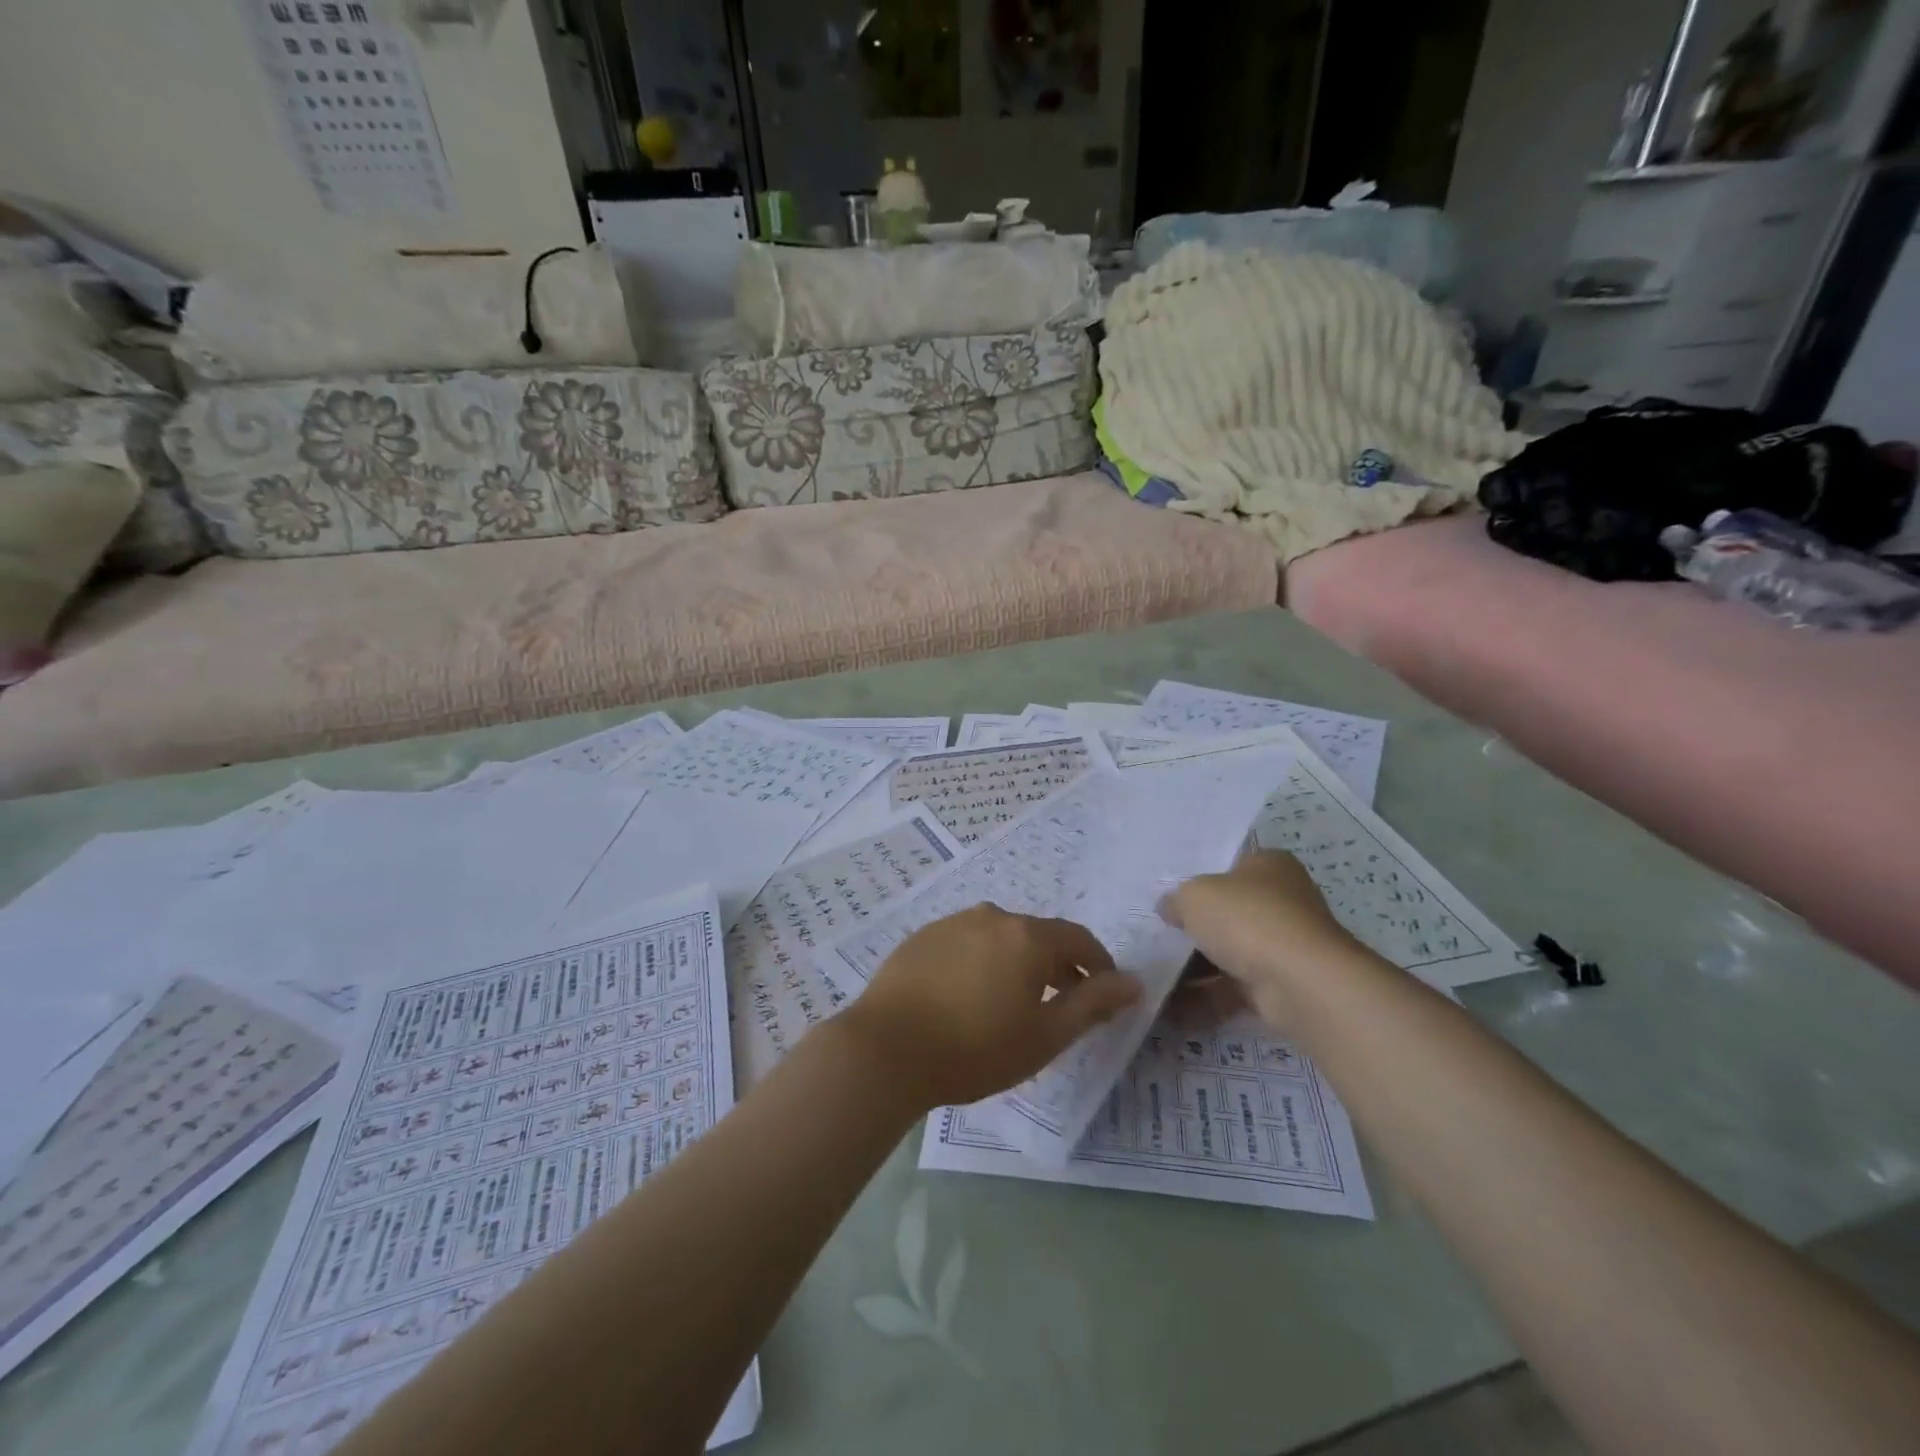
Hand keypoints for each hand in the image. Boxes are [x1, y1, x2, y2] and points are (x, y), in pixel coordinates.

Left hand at [838, 905, 1140, 1110]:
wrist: (886, 1049)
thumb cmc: (975, 1049)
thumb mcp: (1045, 1036)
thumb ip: (1093, 1004)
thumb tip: (1134, 982)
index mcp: (1027, 936)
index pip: (1079, 940)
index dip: (1099, 965)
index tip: (1106, 993)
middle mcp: (992, 916)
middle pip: (1039, 935)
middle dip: (1059, 966)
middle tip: (1063, 1004)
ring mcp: (952, 923)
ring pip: (1001, 937)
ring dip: (1018, 962)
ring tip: (1014, 1003)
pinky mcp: (923, 937)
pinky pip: (967, 943)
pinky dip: (982, 962)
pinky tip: (969, 996)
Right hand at [1159, 851, 1355, 1018]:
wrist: (1299, 983)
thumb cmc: (1246, 919)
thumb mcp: (1194, 896)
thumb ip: (1176, 900)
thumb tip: (1169, 908)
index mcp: (1269, 865)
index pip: (1230, 866)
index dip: (1199, 880)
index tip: (1169, 898)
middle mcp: (1283, 901)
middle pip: (1228, 912)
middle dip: (1195, 928)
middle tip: (1157, 936)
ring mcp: (1284, 946)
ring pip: (1230, 953)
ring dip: (1195, 968)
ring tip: (1155, 975)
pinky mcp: (1281, 985)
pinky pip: (1234, 989)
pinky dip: (1206, 998)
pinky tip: (1171, 1007)